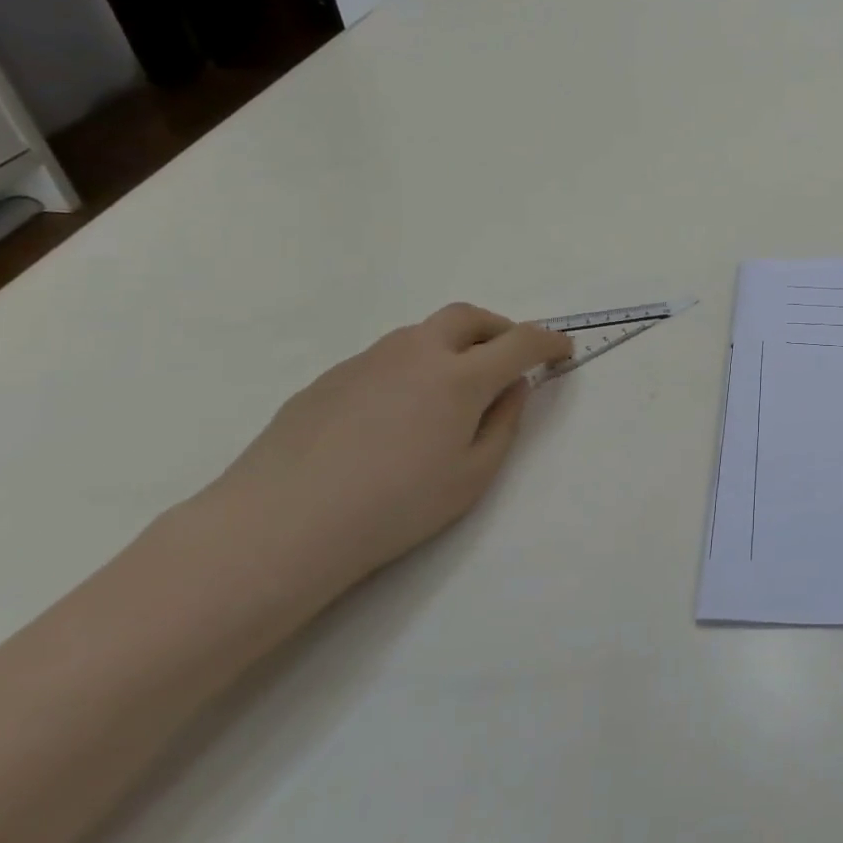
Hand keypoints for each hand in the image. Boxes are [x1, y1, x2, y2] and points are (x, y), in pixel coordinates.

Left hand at [188, 304, 571, 607]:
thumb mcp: (472, 477)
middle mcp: (417, 352)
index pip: (520, 341)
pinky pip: (384, 358)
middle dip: (498, 328)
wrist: (280, 526)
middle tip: (508, 356)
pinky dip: (410, 368)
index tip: (562, 349)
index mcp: (461, 376)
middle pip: (468, 317)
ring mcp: (368, 360)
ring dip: (452, 345)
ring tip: (451, 387)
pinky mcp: (330, 377)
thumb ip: (504, 424)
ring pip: (422, 334)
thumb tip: (512, 387)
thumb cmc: (394, 507)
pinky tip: (394, 415)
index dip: (549, 341)